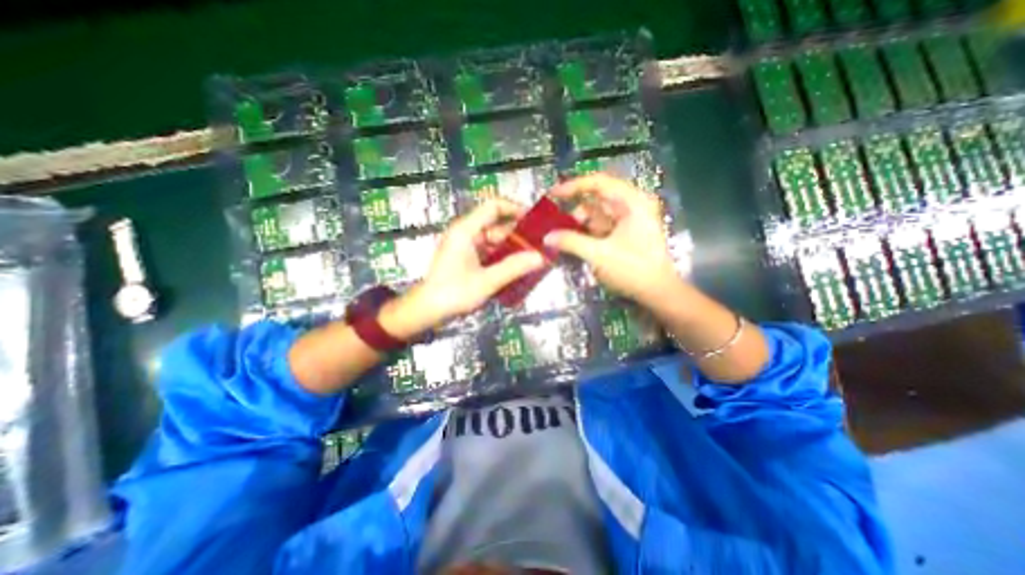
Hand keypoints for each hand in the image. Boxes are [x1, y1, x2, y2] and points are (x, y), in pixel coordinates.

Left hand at [379, 200, 548, 339]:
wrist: (426, 310)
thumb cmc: (453, 293)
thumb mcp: (486, 281)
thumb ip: (514, 268)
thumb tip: (541, 257)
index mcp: (466, 230)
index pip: (493, 207)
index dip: (515, 208)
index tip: (535, 222)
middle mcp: (466, 233)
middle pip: (497, 225)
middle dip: (518, 235)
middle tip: (540, 246)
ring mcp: (466, 246)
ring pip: (495, 240)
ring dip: (512, 248)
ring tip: (534, 258)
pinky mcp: (467, 258)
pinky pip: (489, 251)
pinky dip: (503, 257)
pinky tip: (518, 267)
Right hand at [544, 174, 677, 303]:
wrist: (657, 292)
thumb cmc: (632, 270)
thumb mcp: (599, 255)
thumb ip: (571, 242)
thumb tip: (547, 237)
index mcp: (631, 202)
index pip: (599, 183)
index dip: (573, 186)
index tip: (552, 194)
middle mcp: (631, 205)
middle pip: (596, 198)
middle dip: (574, 208)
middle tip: (552, 219)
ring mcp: (628, 220)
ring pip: (597, 214)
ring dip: (578, 222)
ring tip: (558, 233)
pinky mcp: (624, 233)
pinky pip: (600, 226)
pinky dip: (586, 231)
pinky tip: (571, 240)